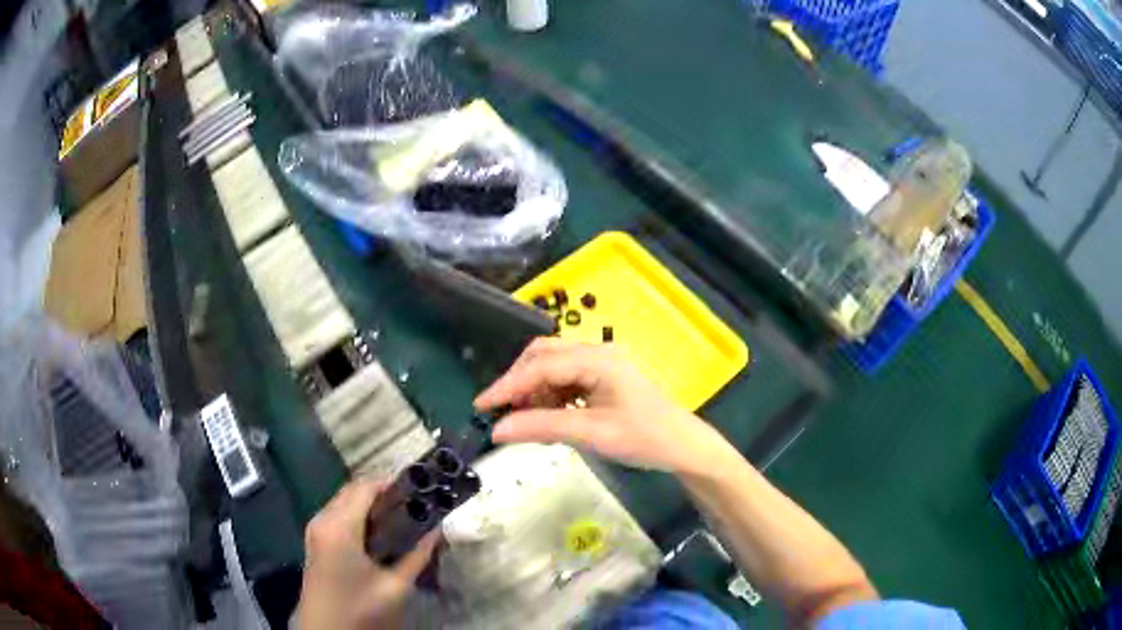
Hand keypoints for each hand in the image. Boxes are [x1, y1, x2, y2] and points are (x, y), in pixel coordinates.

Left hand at [296, 478, 437, 629]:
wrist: (325, 629)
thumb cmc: (359, 608)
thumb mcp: (394, 587)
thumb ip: (417, 557)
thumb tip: (437, 532)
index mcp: (339, 527)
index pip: (365, 487)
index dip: (392, 481)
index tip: (419, 486)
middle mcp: (322, 519)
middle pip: (353, 489)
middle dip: (382, 491)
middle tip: (414, 503)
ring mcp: (315, 528)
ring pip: (344, 500)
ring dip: (369, 502)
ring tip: (401, 516)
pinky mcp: (315, 539)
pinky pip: (337, 513)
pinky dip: (358, 512)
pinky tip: (378, 530)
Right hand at [474, 338, 725, 472]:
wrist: (682, 446)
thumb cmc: (643, 438)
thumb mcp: (591, 433)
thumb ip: (543, 427)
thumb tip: (496, 430)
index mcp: (597, 359)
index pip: (541, 366)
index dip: (507, 385)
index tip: (480, 405)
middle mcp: (596, 353)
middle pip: (543, 357)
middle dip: (518, 383)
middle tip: (499, 412)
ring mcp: (600, 364)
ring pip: (552, 368)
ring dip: (533, 391)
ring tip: (523, 421)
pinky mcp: (602, 378)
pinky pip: (565, 380)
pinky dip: (549, 397)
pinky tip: (545, 419)